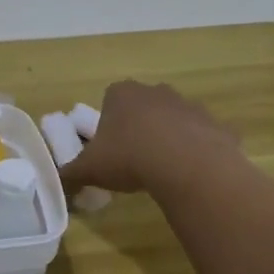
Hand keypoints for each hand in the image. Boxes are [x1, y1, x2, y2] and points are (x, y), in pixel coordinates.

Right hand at [60, 81, 239, 198]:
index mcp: (122, 94)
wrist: (186, 165)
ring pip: (174, 120)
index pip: (109, 101)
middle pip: (143, 107)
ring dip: (168, 138)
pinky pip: (202, 137)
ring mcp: (188, 105)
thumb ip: (70, 173)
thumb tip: (58, 181)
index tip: (109, 148)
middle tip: (133, 159)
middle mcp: (155, 91)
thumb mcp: (89, 169)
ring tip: (163, 169)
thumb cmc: (129, 158)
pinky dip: (197, 151)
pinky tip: (190, 173)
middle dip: (139, 127)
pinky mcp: (215, 124)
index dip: (108, 124)